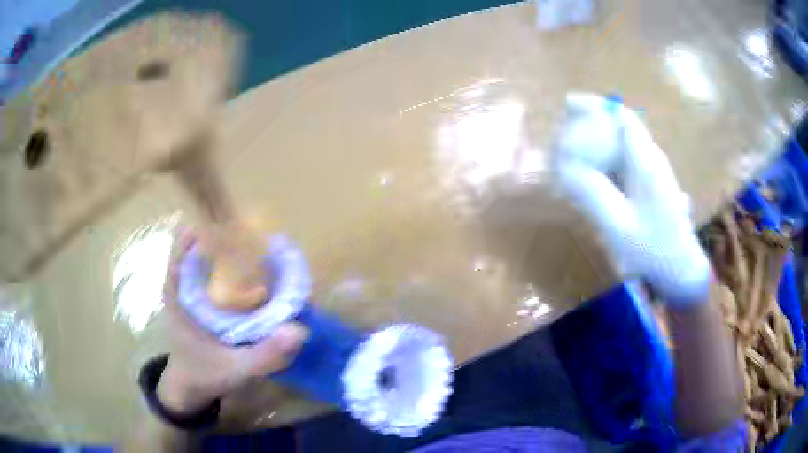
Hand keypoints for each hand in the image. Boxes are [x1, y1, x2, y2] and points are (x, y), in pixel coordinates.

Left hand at [157, 230, 308, 413]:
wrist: (189, 387)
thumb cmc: (204, 374)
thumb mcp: (234, 369)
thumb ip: (265, 355)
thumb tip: (299, 330)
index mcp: (177, 291)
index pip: (186, 243)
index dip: (213, 229)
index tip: (244, 228)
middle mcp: (182, 282)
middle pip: (202, 243)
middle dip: (232, 237)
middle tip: (265, 242)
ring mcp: (191, 288)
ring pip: (210, 256)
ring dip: (235, 251)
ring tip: (267, 254)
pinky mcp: (201, 297)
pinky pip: (217, 273)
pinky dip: (237, 270)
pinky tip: (261, 278)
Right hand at [555, 93, 709, 305]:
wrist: (680, 270)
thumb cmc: (653, 250)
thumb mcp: (618, 225)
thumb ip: (592, 193)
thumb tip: (565, 166)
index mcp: (647, 162)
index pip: (621, 118)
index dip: (596, 106)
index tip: (569, 104)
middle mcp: (651, 158)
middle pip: (621, 126)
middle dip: (593, 121)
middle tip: (564, 133)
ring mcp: (654, 171)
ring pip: (623, 143)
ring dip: (598, 141)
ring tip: (572, 153)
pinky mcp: (652, 184)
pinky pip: (626, 161)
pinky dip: (607, 160)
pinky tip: (594, 175)